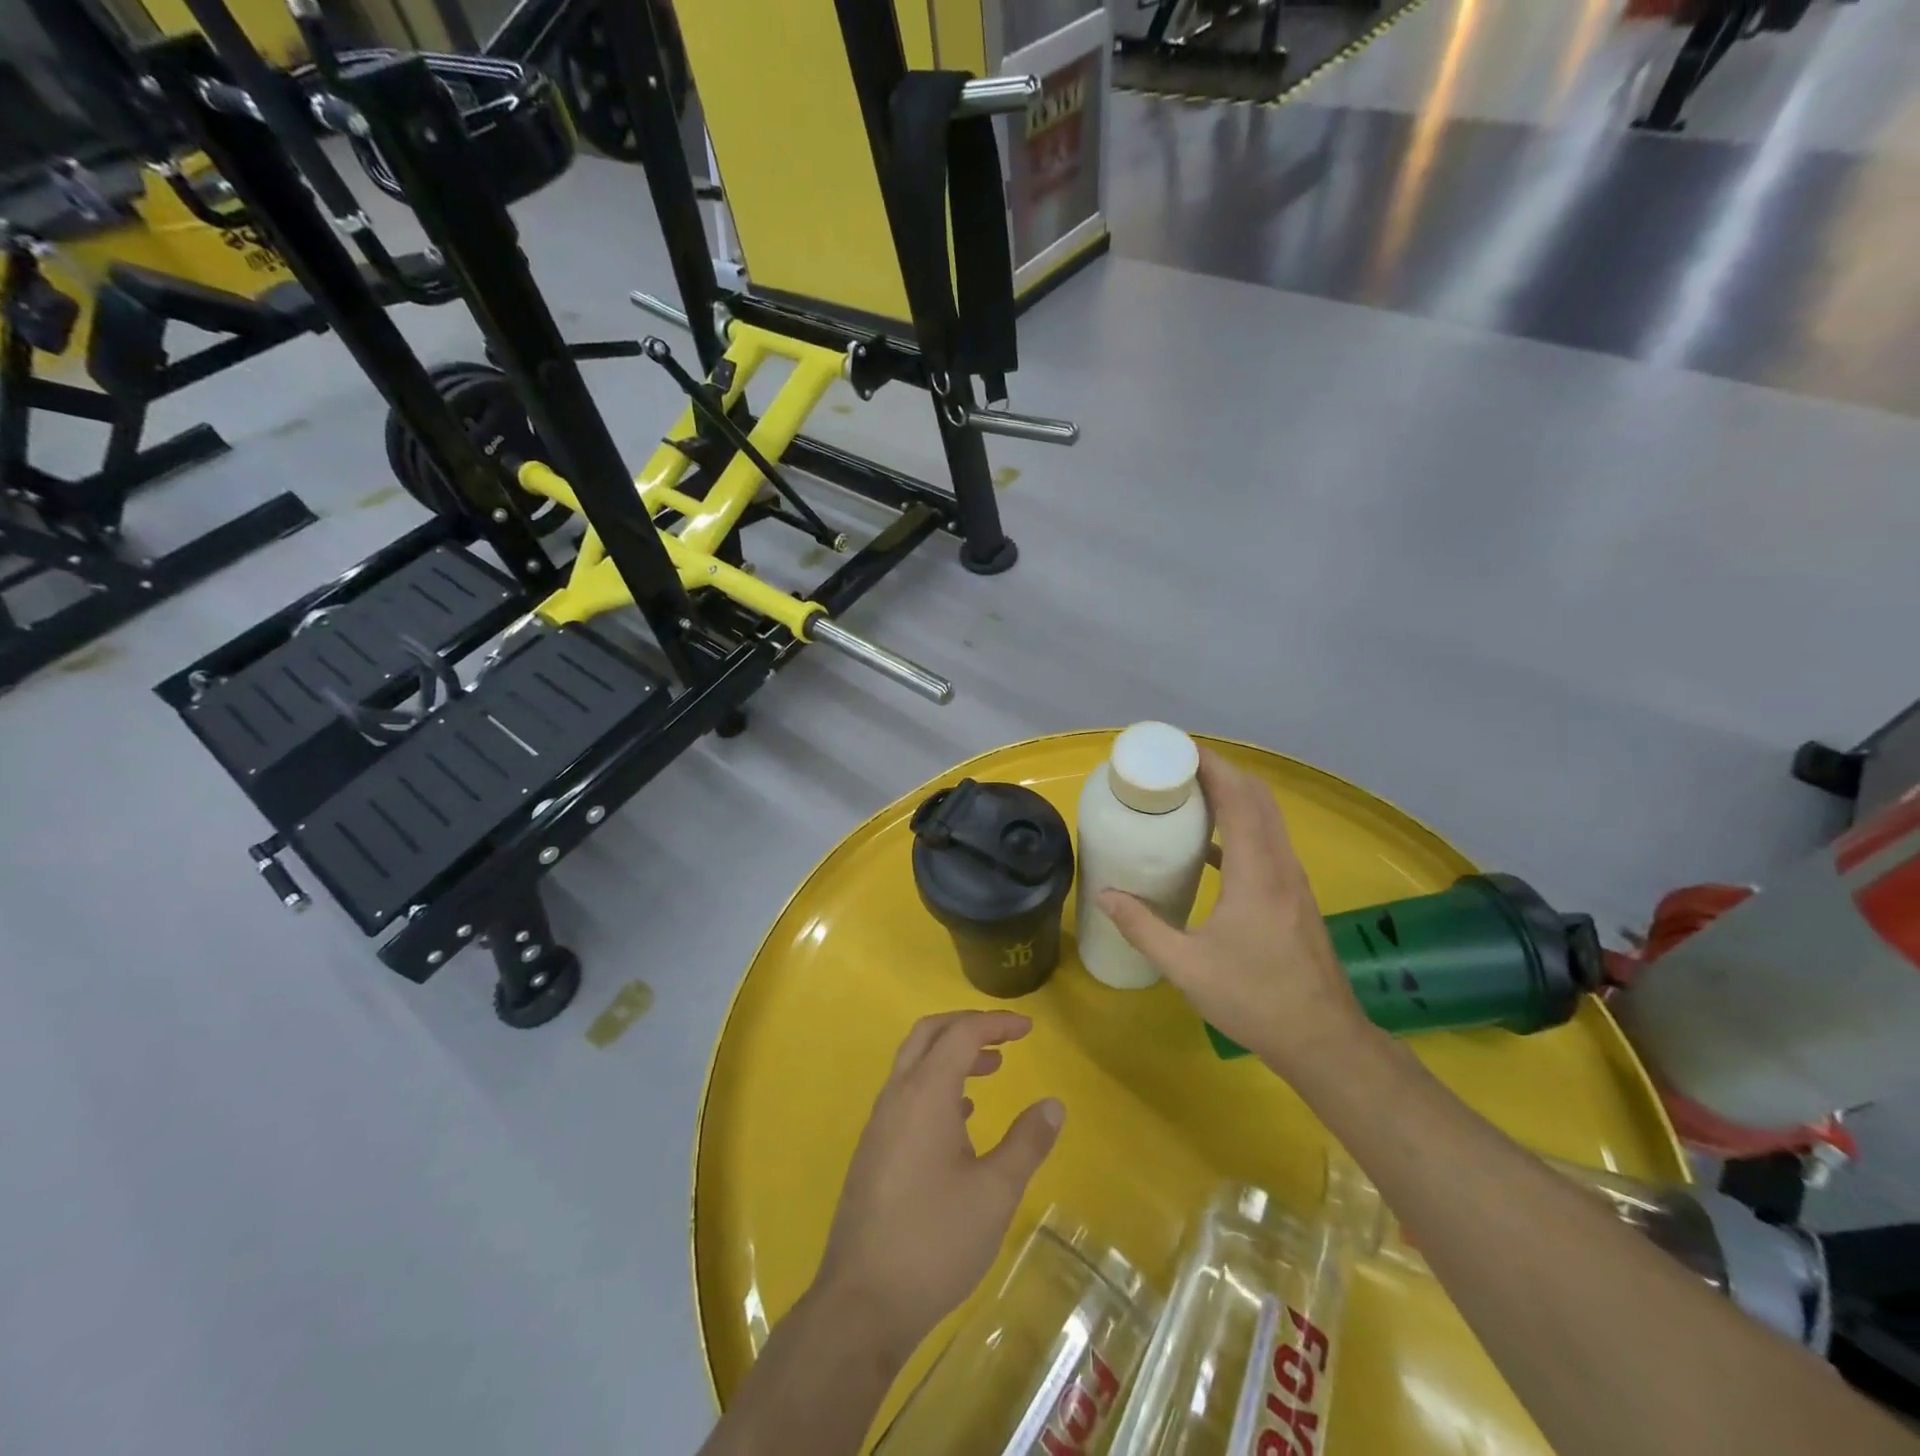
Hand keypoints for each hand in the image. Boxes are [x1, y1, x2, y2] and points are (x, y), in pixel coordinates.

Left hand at [814, 1010, 1064, 1363]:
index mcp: (925, 1093)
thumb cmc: (935, 1240)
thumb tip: (1053, 1104)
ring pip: (914, 1063)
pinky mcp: (874, 1150)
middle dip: (968, 1026)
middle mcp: (897, 1096)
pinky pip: (906, 1094)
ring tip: (991, 1071)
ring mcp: (879, 1123)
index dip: (996, 1023)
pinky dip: (936, 1085)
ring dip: (951, 1056)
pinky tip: (961, 1118)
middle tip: (1005, 1038)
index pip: (961, 1034)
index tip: (1028, 1029)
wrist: (862, 1302)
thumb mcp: (995, 1193)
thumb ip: (1026, 1142)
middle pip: (929, 1035)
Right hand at [1098, 748, 1369, 1078]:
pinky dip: (1243, 826)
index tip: (1177, 750)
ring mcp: (1294, 881)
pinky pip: (1269, 842)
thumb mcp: (1186, 967)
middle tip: (1176, 767)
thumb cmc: (1254, 999)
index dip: (1211, 766)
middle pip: (1257, 797)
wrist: (1323, 1040)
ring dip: (1234, 796)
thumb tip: (1104, 895)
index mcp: (1257, 873)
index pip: (1239, 798)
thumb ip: (1142, 927)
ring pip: (1268, 818)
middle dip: (1220, 772)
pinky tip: (1212, 847)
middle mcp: (1281, 865)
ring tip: (1191, 795)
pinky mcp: (1296, 897)